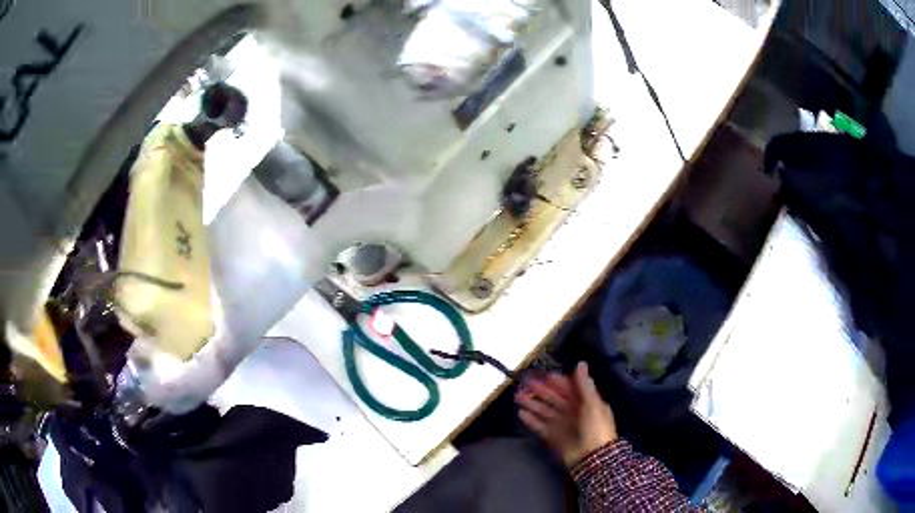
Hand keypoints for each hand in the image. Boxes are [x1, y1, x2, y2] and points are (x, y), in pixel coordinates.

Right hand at [515, 362, 616, 466]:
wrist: (592, 457)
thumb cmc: (596, 427)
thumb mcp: (593, 404)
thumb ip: (584, 385)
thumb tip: (581, 363)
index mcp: (586, 403)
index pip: (570, 389)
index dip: (558, 382)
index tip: (545, 375)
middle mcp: (573, 412)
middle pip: (555, 399)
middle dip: (541, 391)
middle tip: (526, 382)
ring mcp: (562, 425)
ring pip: (545, 411)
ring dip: (533, 403)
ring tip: (518, 396)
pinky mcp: (552, 437)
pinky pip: (540, 426)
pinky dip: (531, 420)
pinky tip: (521, 413)